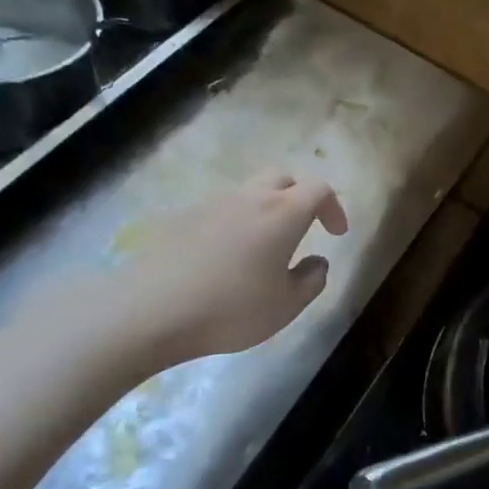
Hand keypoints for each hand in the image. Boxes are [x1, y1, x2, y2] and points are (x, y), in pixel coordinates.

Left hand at [85, 171, 348, 373]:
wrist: (151, 310)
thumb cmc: (232, 309)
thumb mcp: (287, 306)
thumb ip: (312, 280)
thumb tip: (317, 262)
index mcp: (282, 214)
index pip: (318, 190)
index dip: (333, 207)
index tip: (336, 234)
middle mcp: (248, 198)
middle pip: (282, 178)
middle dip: (299, 197)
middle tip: (304, 228)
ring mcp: (210, 204)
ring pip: (248, 192)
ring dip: (265, 209)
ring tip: (264, 246)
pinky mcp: (181, 218)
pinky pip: (219, 210)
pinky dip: (234, 223)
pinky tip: (226, 258)